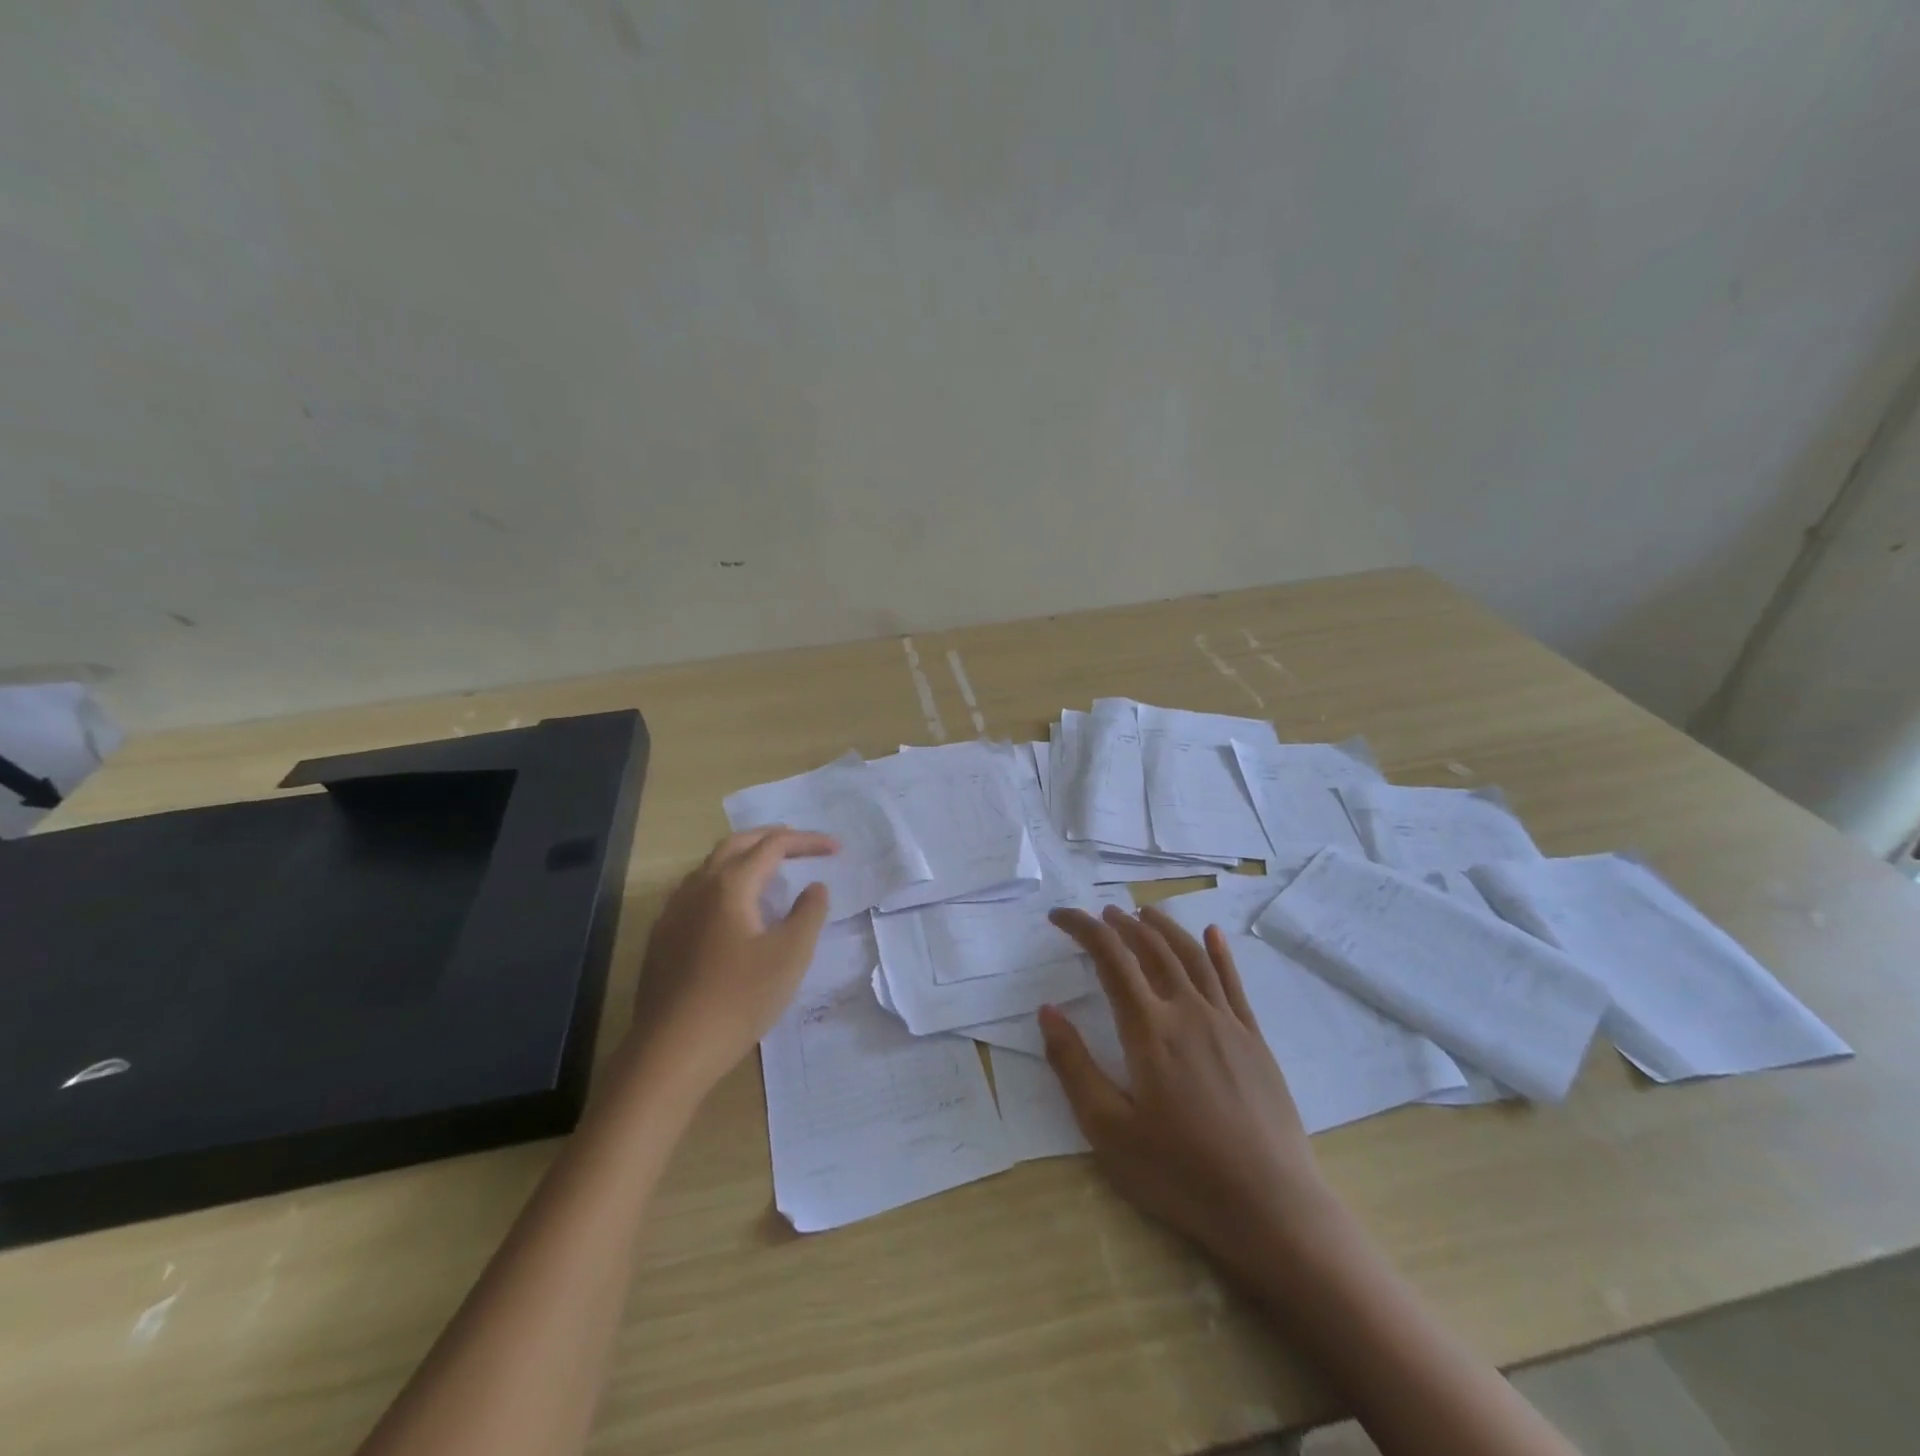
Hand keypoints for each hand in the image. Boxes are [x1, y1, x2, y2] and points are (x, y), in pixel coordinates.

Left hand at [626, 827, 837, 1094]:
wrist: (672, 1051)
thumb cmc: (739, 999)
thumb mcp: (790, 955)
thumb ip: (809, 913)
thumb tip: (814, 886)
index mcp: (729, 885)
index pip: (773, 845)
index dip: (807, 841)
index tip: (836, 849)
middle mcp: (697, 887)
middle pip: (736, 844)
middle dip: (772, 837)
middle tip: (802, 844)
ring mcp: (674, 911)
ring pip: (711, 866)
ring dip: (745, 856)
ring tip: (770, 870)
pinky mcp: (663, 937)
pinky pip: (696, 890)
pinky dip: (724, 881)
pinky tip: (732, 908)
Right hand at [1042, 903, 1335, 1268]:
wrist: (1271, 1207)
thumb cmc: (1180, 1173)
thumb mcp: (1108, 1130)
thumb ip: (1073, 1066)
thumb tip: (1048, 1010)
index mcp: (1149, 1029)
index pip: (1110, 958)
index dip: (1082, 928)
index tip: (1059, 916)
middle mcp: (1188, 1010)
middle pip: (1152, 948)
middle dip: (1122, 924)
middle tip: (1101, 914)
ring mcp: (1227, 1022)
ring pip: (1192, 956)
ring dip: (1164, 927)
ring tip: (1144, 912)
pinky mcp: (1255, 1040)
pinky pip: (1233, 982)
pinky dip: (1219, 952)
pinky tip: (1212, 934)